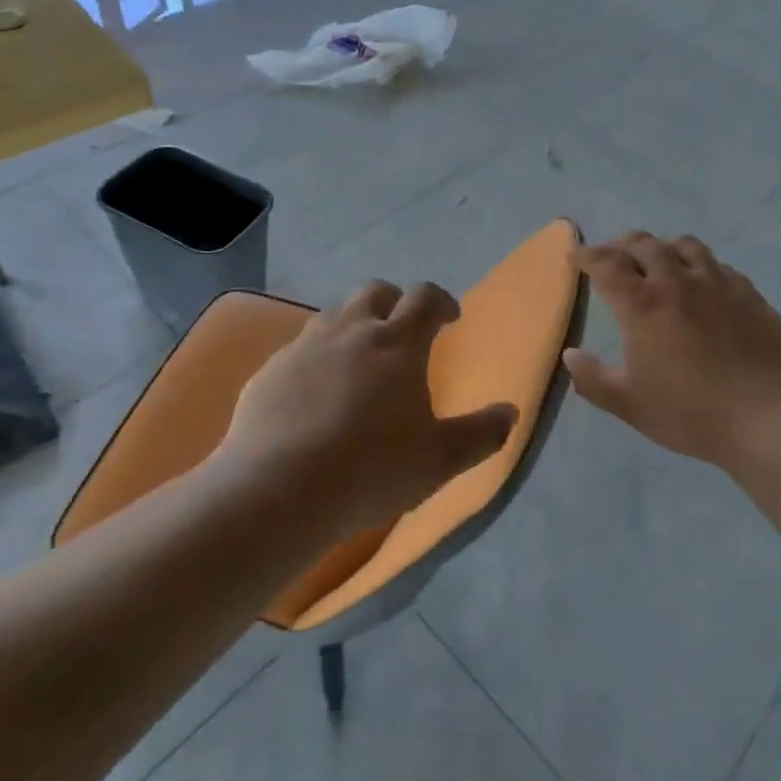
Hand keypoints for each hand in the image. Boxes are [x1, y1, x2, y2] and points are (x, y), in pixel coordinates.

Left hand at [216, 280, 517, 536]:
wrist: (278, 489)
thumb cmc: (372, 470)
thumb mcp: (439, 460)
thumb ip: (481, 434)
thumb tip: (511, 412)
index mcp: (397, 342)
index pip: (425, 298)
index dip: (441, 301)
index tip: (450, 317)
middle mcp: (351, 330)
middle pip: (375, 291)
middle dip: (394, 302)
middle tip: (403, 331)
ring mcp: (305, 346)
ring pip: (335, 315)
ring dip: (354, 324)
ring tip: (359, 359)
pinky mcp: (270, 370)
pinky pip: (299, 348)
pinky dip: (317, 357)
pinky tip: (315, 393)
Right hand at [564, 232, 780, 470]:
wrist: (770, 416)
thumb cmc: (692, 412)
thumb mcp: (630, 404)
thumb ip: (593, 378)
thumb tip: (571, 354)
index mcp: (643, 304)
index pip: (607, 264)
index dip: (587, 255)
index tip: (576, 256)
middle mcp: (678, 281)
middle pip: (644, 244)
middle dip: (621, 245)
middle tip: (611, 256)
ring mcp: (718, 283)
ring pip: (684, 245)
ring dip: (662, 247)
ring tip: (656, 260)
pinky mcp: (749, 292)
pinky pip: (717, 264)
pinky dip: (698, 264)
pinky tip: (701, 283)